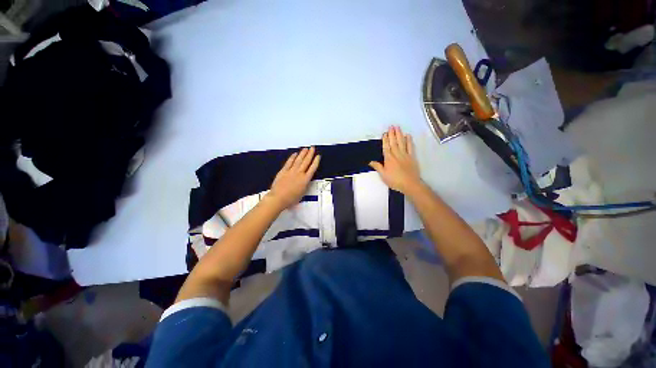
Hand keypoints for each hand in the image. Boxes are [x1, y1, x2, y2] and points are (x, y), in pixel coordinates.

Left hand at [266, 147, 320, 209]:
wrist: (278, 198)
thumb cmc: (291, 199)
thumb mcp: (303, 193)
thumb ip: (305, 185)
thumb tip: (305, 181)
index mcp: (305, 179)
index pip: (313, 168)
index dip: (316, 161)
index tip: (318, 156)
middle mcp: (299, 173)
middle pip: (306, 161)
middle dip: (310, 154)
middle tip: (312, 148)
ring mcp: (291, 171)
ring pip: (298, 160)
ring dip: (302, 154)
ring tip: (305, 149)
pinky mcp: (283, 171)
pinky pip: (289, 162)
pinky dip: (292, 157)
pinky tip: (295, 154)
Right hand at [369, 126, 421, 194]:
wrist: (410, 184)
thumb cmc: (395, 180)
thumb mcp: (383, 175)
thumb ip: (377, 167)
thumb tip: (370, 161)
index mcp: (389, 159)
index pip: (386, 147)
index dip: (385, 140)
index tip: (385, 133)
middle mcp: (396, 154)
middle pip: (394, 142)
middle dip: (392, 134)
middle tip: (391, 126)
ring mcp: (405, 155)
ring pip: (401, 142)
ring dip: (399, 134)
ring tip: (398, 127)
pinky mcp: (412, 157)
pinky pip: (410, 147)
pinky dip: (409, 141)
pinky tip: (408, 136)